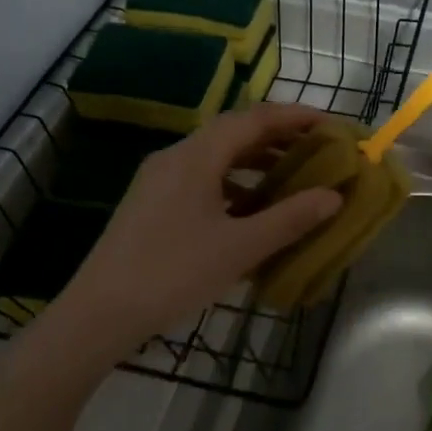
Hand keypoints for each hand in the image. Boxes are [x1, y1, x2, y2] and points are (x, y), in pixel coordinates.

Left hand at [51, 104, 344, 355]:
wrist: (98, 313)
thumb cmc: (173, 273)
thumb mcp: (239, 248)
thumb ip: (289, 219)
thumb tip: (333, 196)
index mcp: (196, 156)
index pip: (254, 119)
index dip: (295, 117)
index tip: (329, 125)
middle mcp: (176, 156)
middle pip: (233, 132)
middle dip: (277, 138)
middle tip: (316, 150)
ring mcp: (159, 179)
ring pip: (216, 156)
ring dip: (254, 161)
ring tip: (290, 178)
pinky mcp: (151, 203)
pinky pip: (201, 178)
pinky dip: (232, 184)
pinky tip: (249, 211)